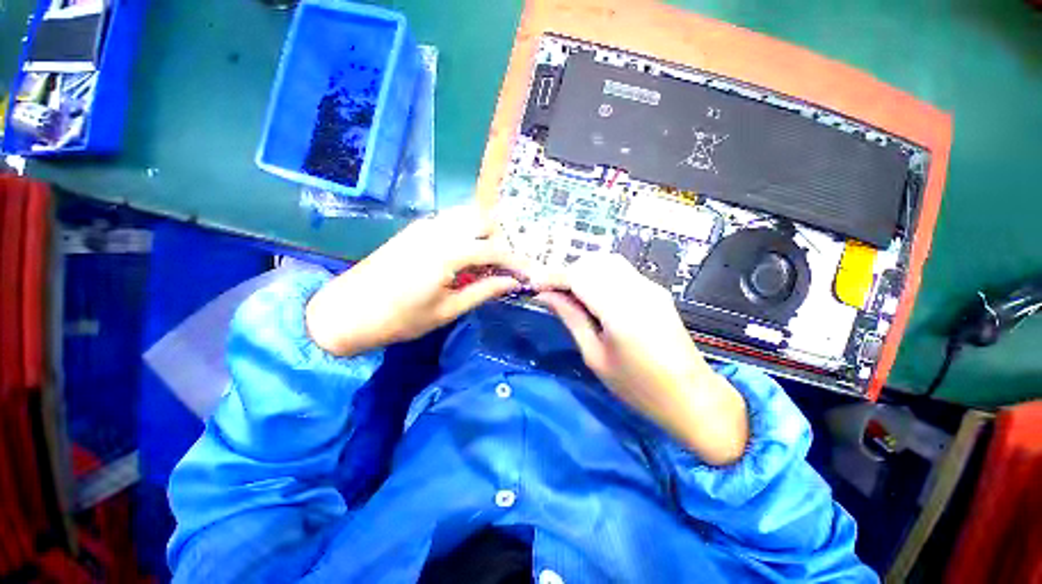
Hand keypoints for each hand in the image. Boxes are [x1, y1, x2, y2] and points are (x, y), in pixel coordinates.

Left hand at [306, 206, 530, 356]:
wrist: (347, 312)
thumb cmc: (400, 318)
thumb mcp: (448, 310)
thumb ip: (483, 291)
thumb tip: (512, 283)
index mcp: (448, 252)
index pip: (494, 250)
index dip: (515, 262)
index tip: (527, 275)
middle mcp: (439, 230)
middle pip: (483, 220)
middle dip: (500, 240)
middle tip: (503, 267)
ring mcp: (425, 225)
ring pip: (467, 215)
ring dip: (483, 232)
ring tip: (486, 260)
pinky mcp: (415, 228)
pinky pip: (450, 219)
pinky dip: (466, 230)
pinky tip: (464, 252)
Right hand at [537, 254, 748, 464]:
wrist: (692, 397)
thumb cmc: (638, 387)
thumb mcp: (595, 356)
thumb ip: (571, 318)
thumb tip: (546, 296)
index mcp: (621, 311)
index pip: (579, 276)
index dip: (553, 276)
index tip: (534, 284)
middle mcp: (638, 290)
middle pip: (593, 262)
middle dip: (568, 272)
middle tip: (553, 293)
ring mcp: (651, 287)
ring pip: (607, 262)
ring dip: (584, 272)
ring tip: (571, 295)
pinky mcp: (656, 290)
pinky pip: (621, 272)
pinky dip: (600, 276)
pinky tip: (594, 296)